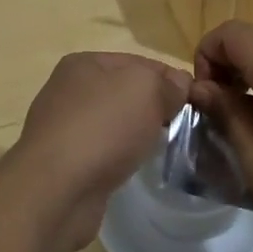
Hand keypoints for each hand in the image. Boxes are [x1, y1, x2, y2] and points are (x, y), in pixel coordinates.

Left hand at [4, 52, 190, 251]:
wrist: (57, 189)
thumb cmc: (103, 127)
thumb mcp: (145, 89)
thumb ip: (166, 83)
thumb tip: (178, 85)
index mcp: (83, 62)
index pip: (139, 61)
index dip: (169, 78)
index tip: (195, 101)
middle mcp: (68, 90)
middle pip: (125, 92)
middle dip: (154, 106)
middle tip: (183, 127)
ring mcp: (63, 127)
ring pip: (113, 123)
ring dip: (136, 133)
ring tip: (161, 148)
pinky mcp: (63, 162)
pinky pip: (102, 150)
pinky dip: (119, 156)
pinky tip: (131, 166)